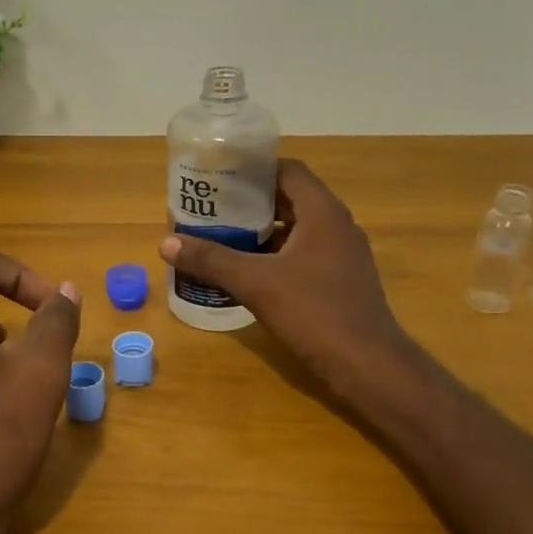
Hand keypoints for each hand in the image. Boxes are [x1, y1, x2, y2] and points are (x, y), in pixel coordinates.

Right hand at [159, 160, 407, 390]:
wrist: (365, 363)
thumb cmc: (313, 312)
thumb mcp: (255, 283)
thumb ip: (212, 260)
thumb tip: (166, 243)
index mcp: (323, 213)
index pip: (288, 171)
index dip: (254, 169)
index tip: (220, 177)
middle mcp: (338, 226)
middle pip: (292, 198)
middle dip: (252, 202)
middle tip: (214, 208)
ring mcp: (344, 254)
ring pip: (299, 229)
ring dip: (265, 230)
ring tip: (225, 236)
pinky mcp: (342, 280)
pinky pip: (306, 254)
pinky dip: (278, 255)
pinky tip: (251, 271)